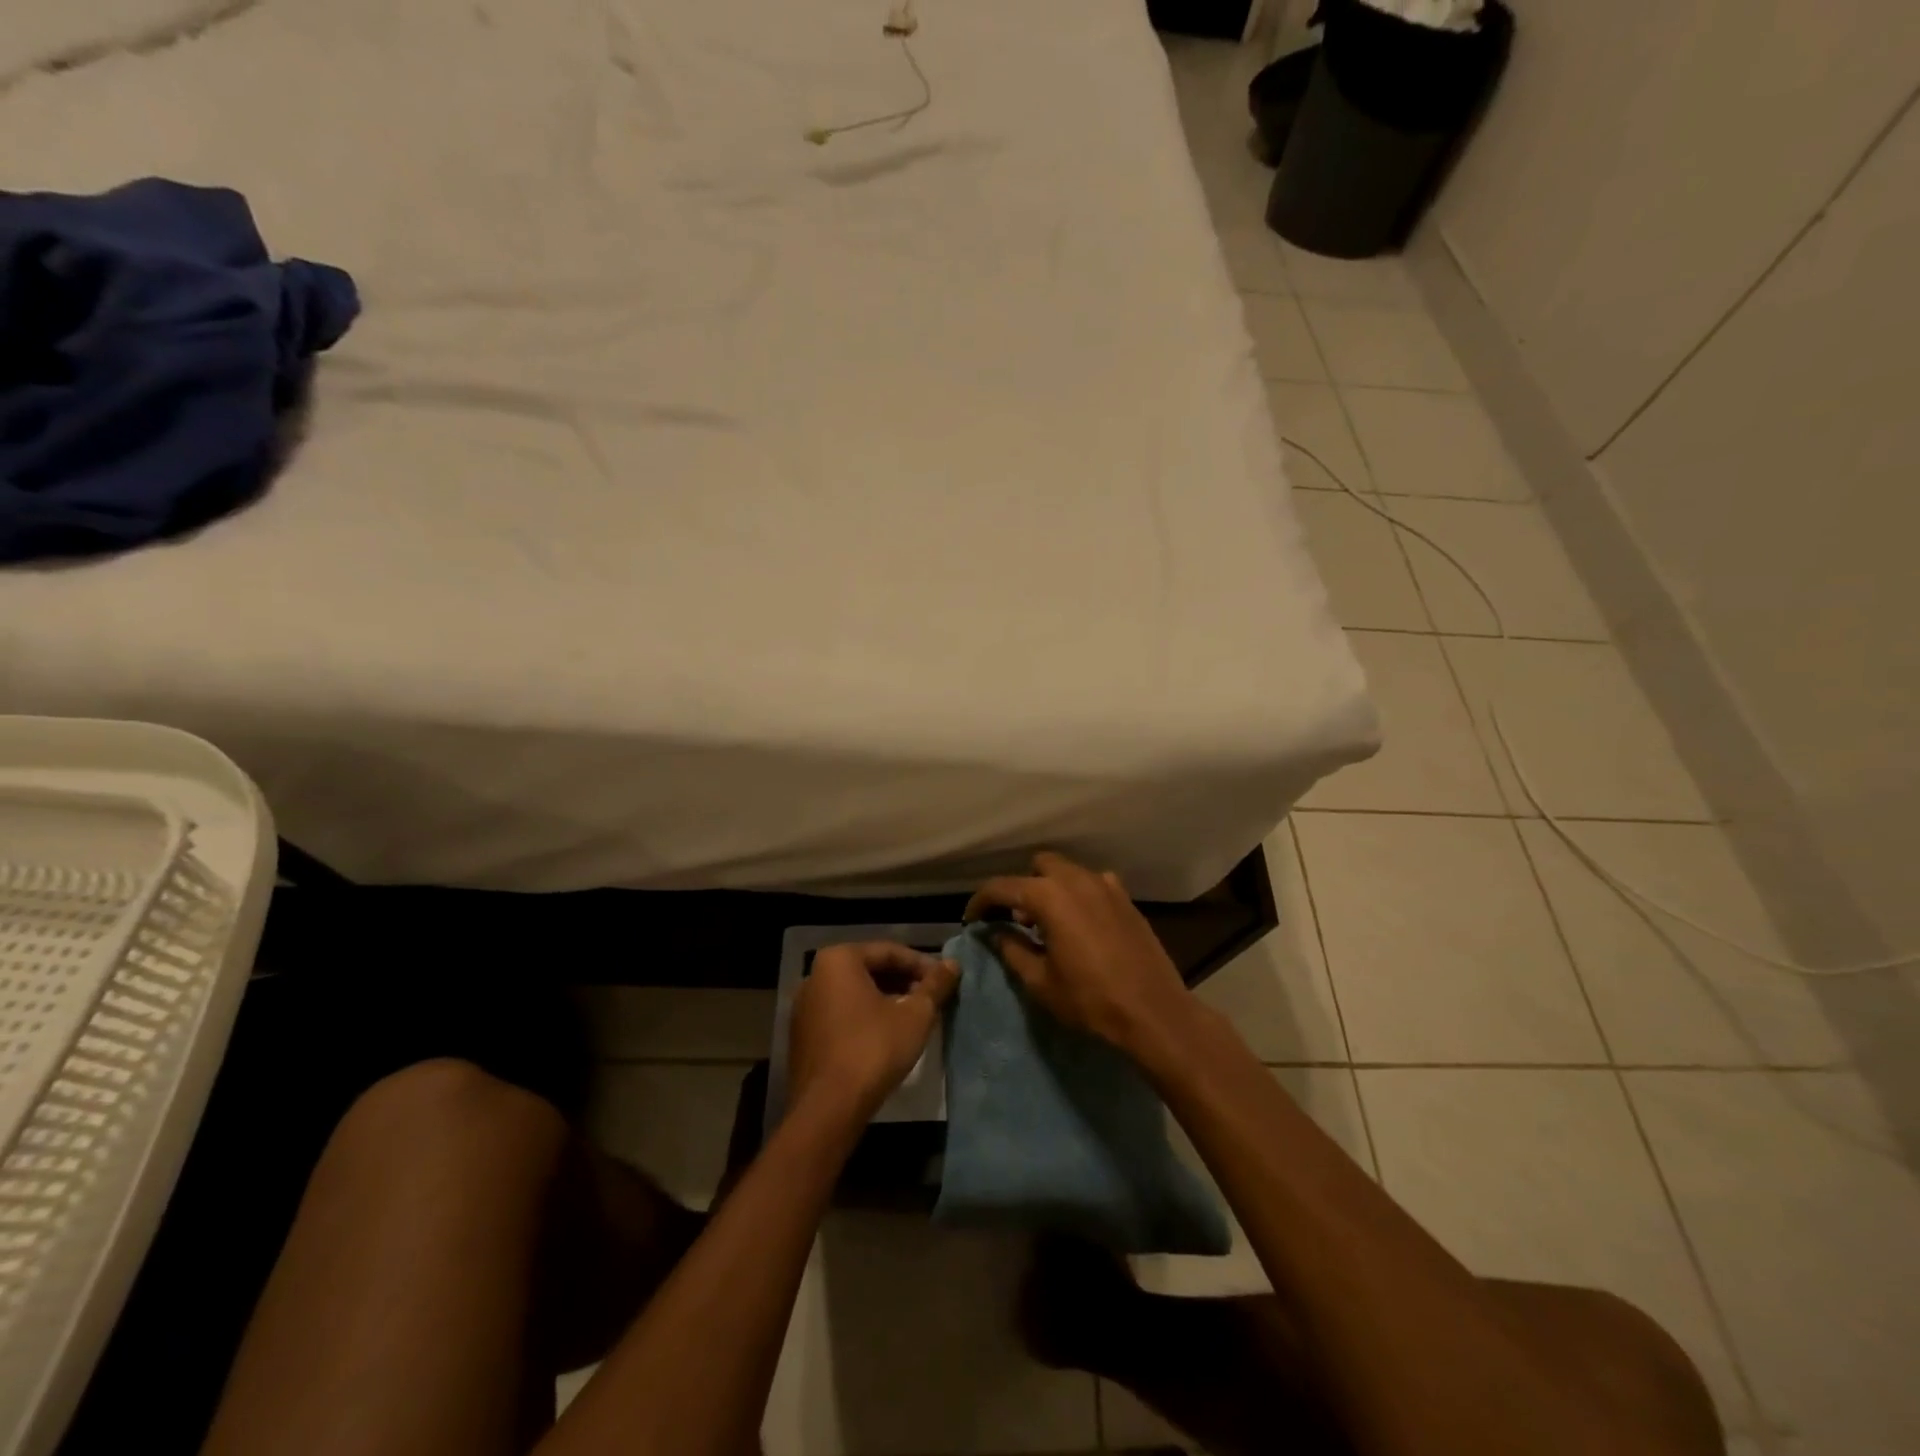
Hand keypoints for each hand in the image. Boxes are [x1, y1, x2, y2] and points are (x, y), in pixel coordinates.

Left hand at [788, 942, 958, 1122]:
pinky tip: (887, 1035)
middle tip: (931, 998)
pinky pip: (840, 1014)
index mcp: (839, 959)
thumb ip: (935, 985)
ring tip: (914, 1016)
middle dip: (903, 982)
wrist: (828, 1108)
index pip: (889, 952)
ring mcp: (805, 1007)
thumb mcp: (915, 1015)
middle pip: (869, 970)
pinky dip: (865, 1017)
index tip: (945, 980)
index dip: (922, 965)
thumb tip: (952, 964)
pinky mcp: (802, 1036)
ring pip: (854, 993)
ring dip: (886, 999)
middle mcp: (815, 975)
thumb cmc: (874, 1049)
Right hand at [964, 852, 1193, 1055]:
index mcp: (1049, 896)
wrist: (1154, 1012)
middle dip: (1021, 887)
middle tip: (1014, 919)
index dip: (980, 902)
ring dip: (1050, 889)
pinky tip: (1079, 924)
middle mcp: (1077, 879)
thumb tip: (995, 932)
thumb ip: (1012, 949)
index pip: (1002, 887)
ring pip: (1067, 872)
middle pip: (1038, 867)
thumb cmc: (1090, 1000)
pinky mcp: (1125, 899)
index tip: (971, 920)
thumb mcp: (1040, 981)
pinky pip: (1092, 884)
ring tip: (1045, 923)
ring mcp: (1106, 885)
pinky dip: (1077, 895)